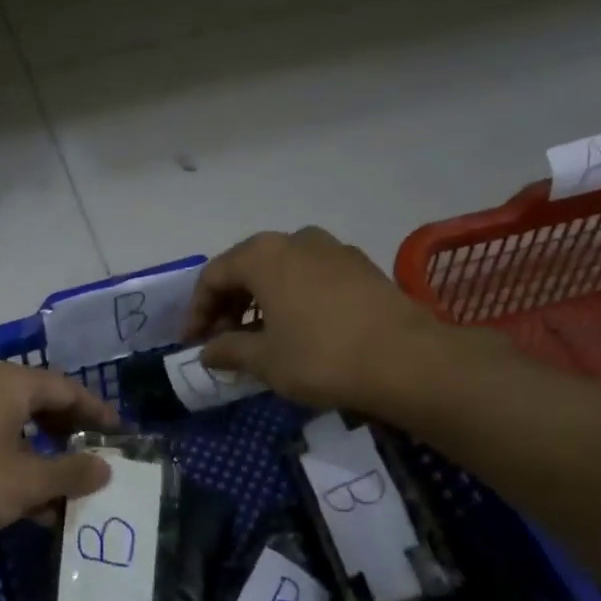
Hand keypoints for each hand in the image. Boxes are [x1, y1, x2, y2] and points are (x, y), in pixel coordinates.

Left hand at [0, 363, 121, 547]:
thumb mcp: (26, 482)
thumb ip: (71, 472)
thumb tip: (105, 466)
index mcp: (10, 384)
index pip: (67, 388)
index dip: (97, 412)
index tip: (120, 435)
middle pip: (39, 403)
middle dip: (68, 434)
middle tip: (93, 460)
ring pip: (13, 427)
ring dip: (41, 457)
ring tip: (62, 492)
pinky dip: (12, 464)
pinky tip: (22, 502)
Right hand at [188, 227, 473, 411]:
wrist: (407, 360)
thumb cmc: (321, 356)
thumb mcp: (265, 360)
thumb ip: (228, 350)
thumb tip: (207, 351)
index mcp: (263, 255)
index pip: (213, 276)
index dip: (197, 311)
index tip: (193, 343)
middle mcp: (295, 240)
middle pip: (246, 267)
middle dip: (227, 304)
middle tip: (222, 339)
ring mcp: (332, 249)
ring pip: (280, 270)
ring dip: (260, 300)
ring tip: (257, 337)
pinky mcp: (360, 266)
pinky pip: (310, 276)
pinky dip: (291, 298)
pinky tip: (296, 329)